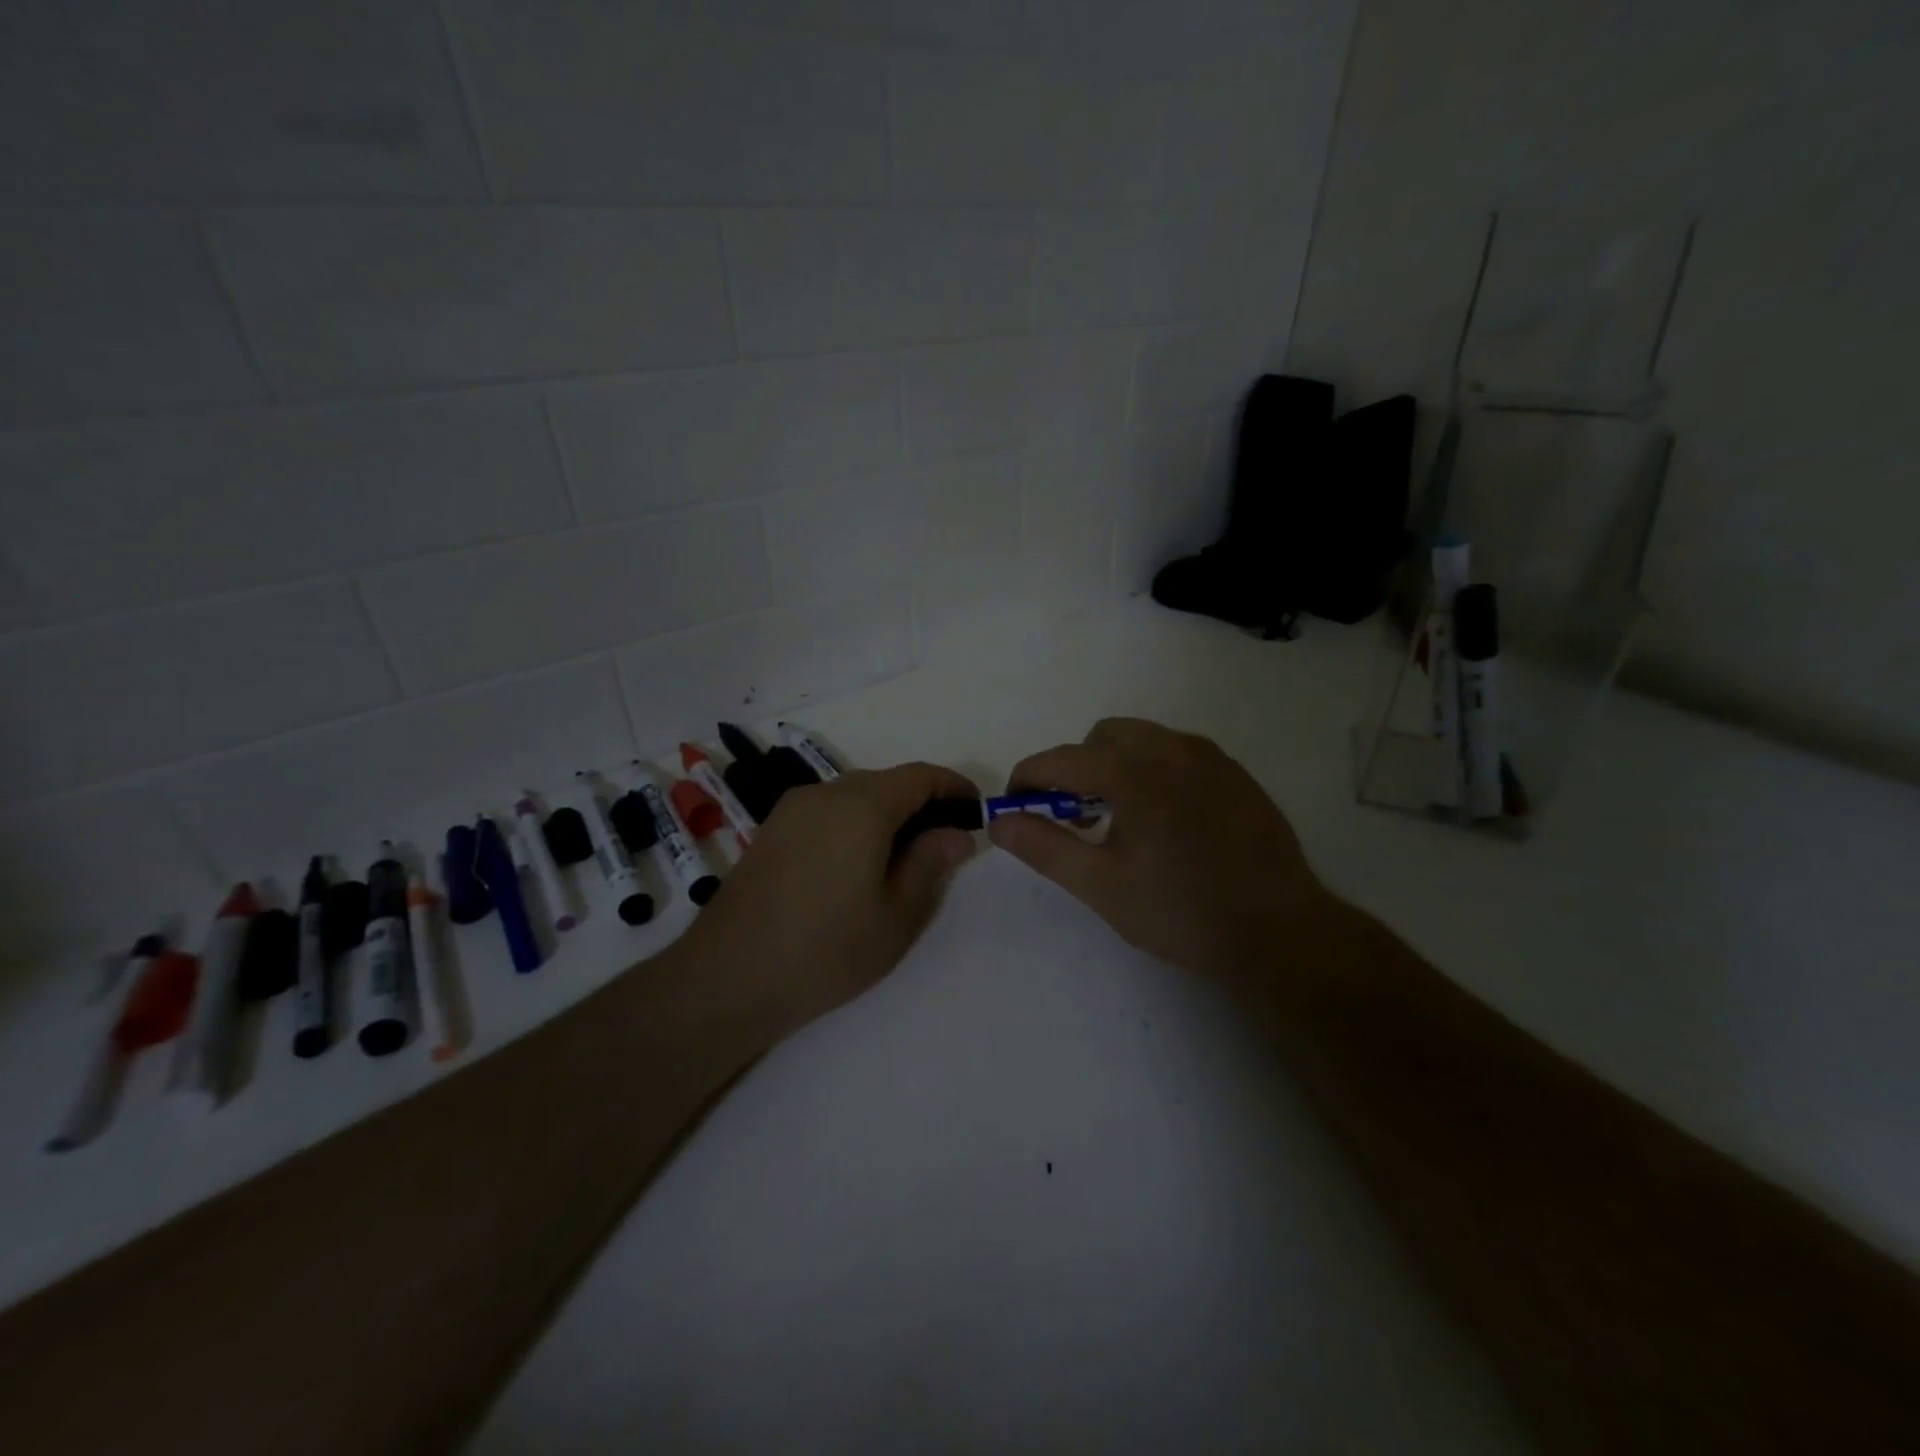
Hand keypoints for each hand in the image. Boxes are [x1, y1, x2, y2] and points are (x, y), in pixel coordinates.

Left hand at [675, 762, 977, 1037]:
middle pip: (886, 782)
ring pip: (854, 796)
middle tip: (943, 844)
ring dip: (886, 814)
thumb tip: (956, 834)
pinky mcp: (771, 830)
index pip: (920, 776)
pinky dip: (854, 824)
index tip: (976, 810)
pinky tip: (856, 866)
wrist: (727, 977)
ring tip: (902, 860)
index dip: (954, 787)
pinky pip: (826, 812)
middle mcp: (824, 793)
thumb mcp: (896, 916)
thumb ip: (930, 865)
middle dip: (921, 803)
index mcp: (862, 806)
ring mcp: (791, 810)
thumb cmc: (825, 950)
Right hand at [987, 718, 1327, 981]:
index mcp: (1134, 773)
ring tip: (1119, 818)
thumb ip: (1044, 847)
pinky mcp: (1236, 774)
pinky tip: (1164, 819)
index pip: (1062, 760)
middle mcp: (1172, 750)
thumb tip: (999, 821)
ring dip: (1115, 764)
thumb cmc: (1180, 911)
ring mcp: (1210, 758)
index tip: (1014, 803)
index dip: (1028, 777)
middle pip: (1103, 737)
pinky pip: (1178, 753)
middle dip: (1076, 766)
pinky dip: (1153, 770)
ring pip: (1144, 739)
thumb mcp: (1101, 885)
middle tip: (1074, 816)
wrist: (1278, 931)